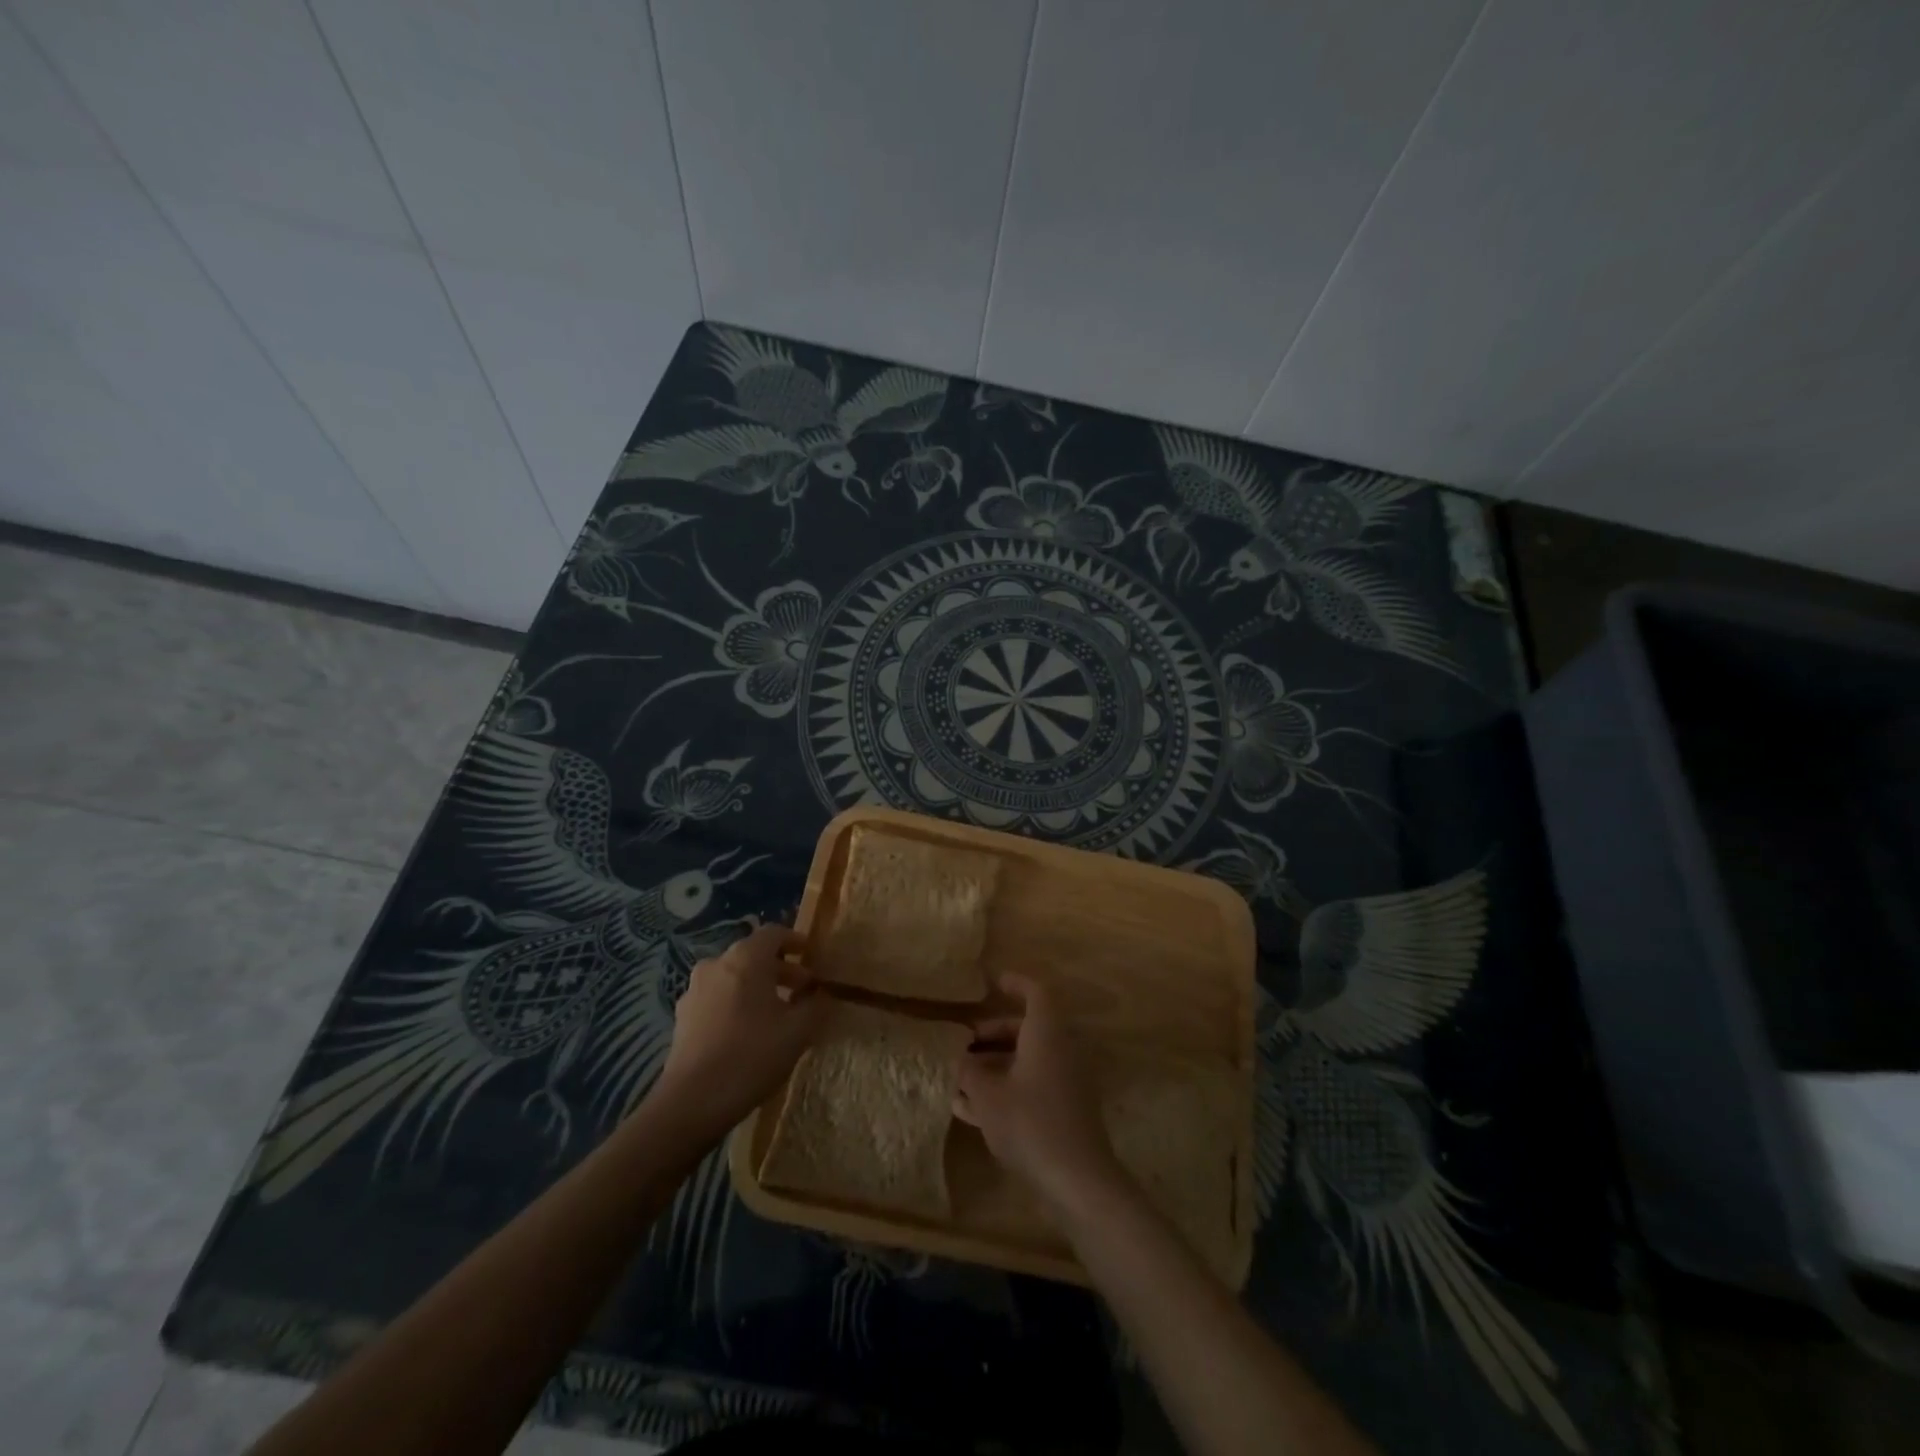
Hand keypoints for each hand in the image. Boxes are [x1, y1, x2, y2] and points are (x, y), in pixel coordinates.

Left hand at [653, 924, 827, 1132]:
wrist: (692, 1102)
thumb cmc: (751, 1055)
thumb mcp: (798, 1031)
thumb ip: (814, 1006)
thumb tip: (819, 996)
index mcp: (746, 959)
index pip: (773, 933)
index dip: (795, 941)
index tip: (811, 955)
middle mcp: (717, 965)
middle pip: (753, 955)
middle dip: (780, 969)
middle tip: (802, 990)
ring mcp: (695, 990)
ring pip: (733, 977)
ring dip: (757, 987)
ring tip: (777, 1012)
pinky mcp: (683, 1017)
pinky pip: (717, 998)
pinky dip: (736, 1003)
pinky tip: (748, 1031)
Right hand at [953, 975, 1122, 1210]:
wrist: (1078, 1180)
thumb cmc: (1030, 1123)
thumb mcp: (988, 1096)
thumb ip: (969, 1071)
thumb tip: (957, 1057)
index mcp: (1047, 1034)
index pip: (1036, 993)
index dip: (1016, 984)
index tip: (995, 983)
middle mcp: (1061, 1050)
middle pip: (1028, 1028)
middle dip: (994, 1033)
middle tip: (965, 1042)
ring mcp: (1067, 1081)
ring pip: (1028, 1059)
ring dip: (996, 1064)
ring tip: (961, 1077)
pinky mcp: (1066, 1110)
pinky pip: (1033, 1085)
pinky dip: (1006, 1088)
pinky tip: (972, 1109)